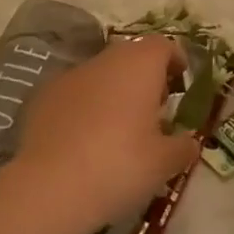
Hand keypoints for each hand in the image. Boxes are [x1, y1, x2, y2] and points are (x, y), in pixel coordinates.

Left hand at [12, 36, 198, 233]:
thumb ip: (182, 147)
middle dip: (144, 77)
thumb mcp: (163, 164)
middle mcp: (107, 59)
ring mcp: (71, 74)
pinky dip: (84, 107)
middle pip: (132, 56)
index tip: (180, 83)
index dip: (174, 61)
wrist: (48, 187)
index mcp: (141, 64)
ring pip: (101, 74)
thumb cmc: (118, 166)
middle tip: (153, 111)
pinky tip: (83, 141)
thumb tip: (189, 141)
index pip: (163, 45)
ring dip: (113, 92)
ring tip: (118, 130)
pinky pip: (74, 94)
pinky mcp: (43, 96)